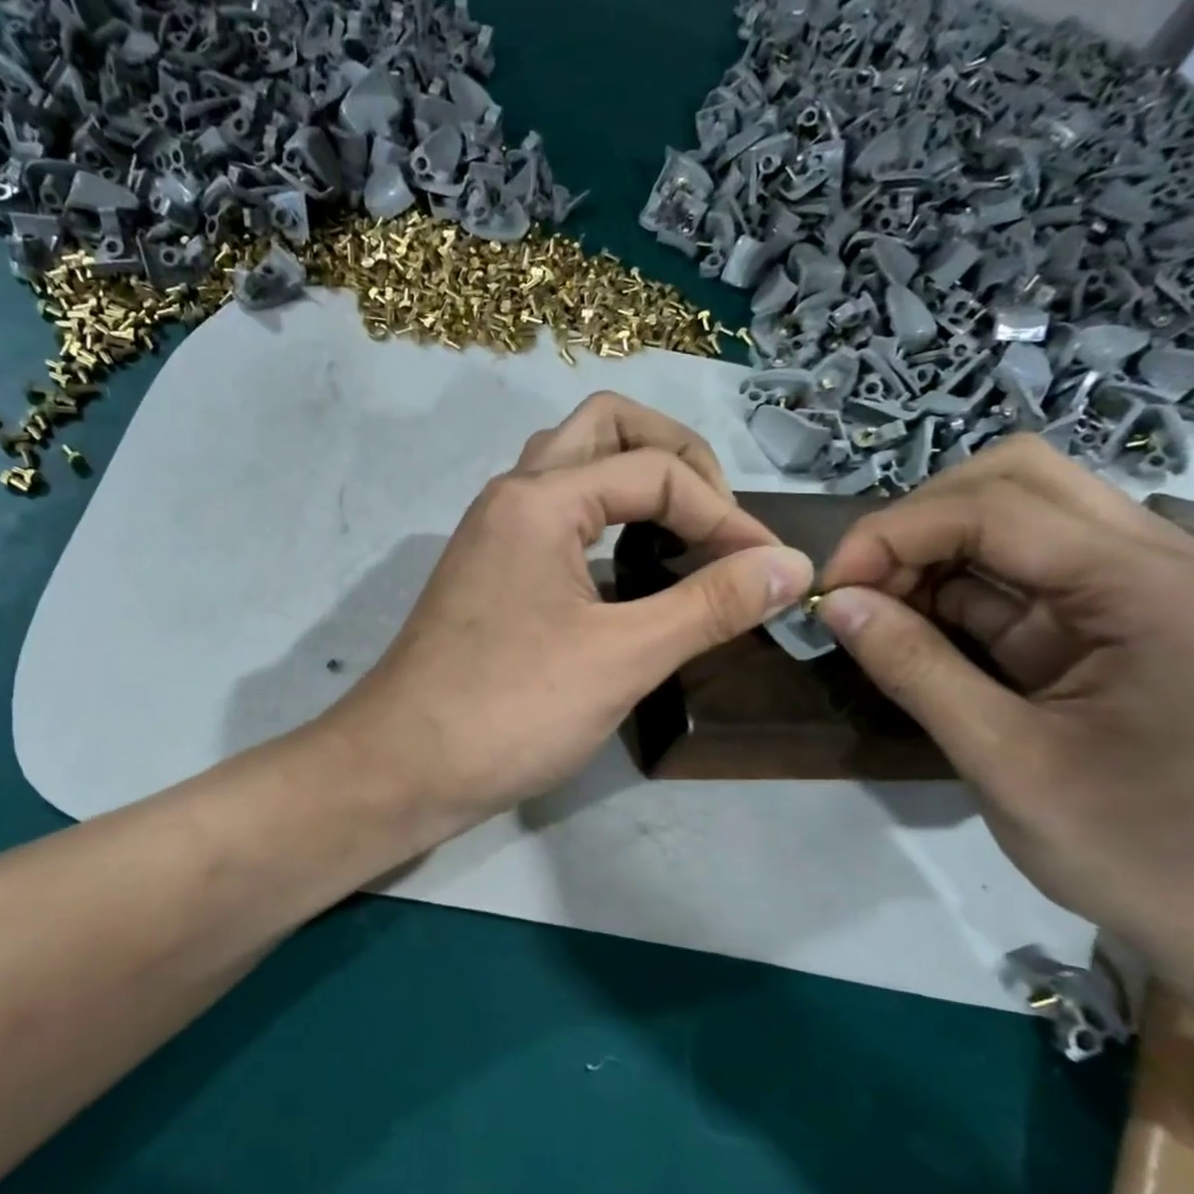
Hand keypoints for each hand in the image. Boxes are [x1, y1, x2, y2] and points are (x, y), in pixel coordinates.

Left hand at [328, 393, 811, 838]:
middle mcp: (510, 496)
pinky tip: (629, 564)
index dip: (726, 514)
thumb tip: (791, 564)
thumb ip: (710, 605)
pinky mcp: (488, 572)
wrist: (401, 767)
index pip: (655, 470)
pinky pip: (554, 514)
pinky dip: (601, 516)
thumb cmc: (509, 710)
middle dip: (674, 454)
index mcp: (540, 497)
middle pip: (604, 427)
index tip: (768, 571)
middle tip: (716, 512)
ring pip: (571, 466)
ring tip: (682, 527)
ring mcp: (493, 533)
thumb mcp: (622, 657)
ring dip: (632, 478)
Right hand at [816, 435, 1193, 970]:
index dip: (891, 535)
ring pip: (1017, 513)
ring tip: (878, 611)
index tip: (827, 590)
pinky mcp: (1122, 618)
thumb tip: (832, 603)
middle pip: (1015, 479)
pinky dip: (958, 586)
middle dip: (917, 522)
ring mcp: (1146, 586)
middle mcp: (1162, 562)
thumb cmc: (1134, 850)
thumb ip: (914, 669)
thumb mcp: (1003, 762)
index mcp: (1153, 590)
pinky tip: (917, 628)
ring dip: (933, 550)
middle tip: (860, 588)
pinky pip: (1024, 569)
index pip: (995, 509)